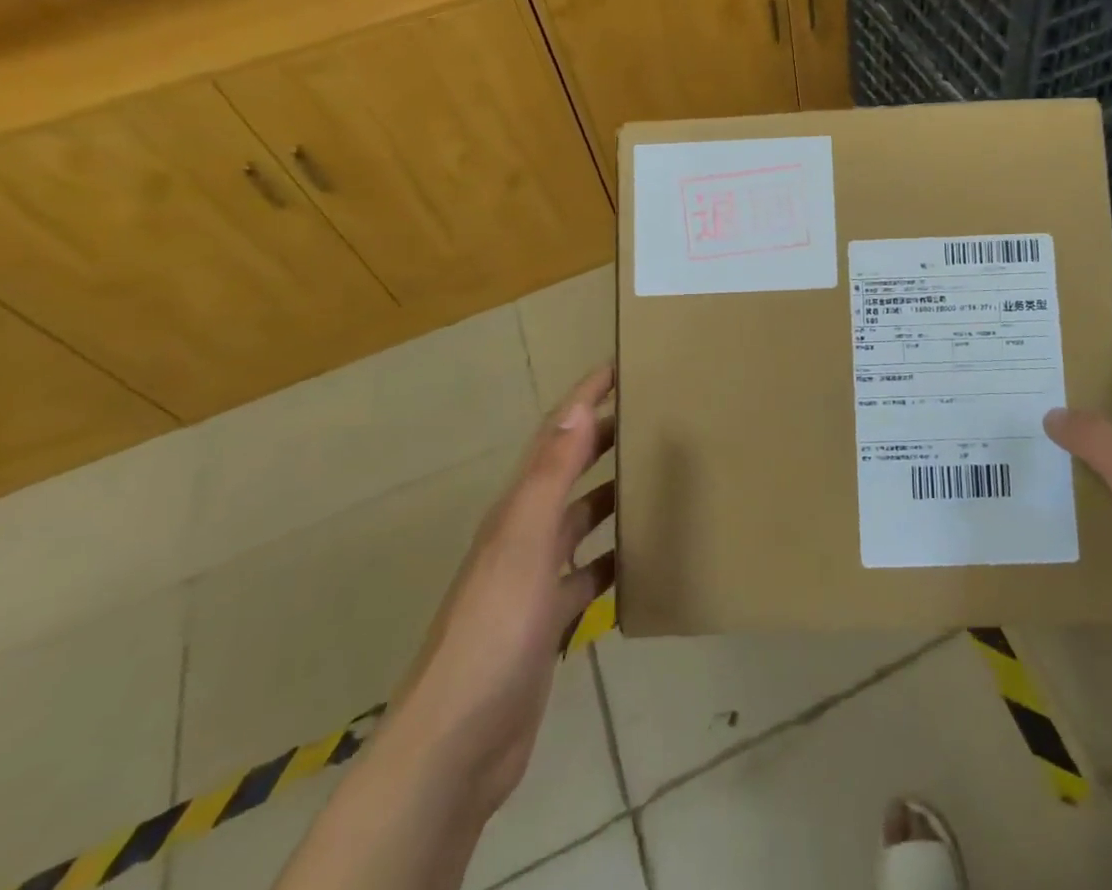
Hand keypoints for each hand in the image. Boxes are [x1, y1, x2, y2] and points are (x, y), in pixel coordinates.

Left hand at [385, 364, 616, 816]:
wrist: (458, 744)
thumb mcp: (524, 544)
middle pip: (567, 473)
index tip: (617, 366)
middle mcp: (523, 536)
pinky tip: (640, 562)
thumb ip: (550, 477)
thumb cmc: (494, 631)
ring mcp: (533, 582)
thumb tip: (576, 409)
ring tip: (653, 479)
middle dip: (601, 439)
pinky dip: (611, 562)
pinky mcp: (546, 623)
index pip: (553, 437)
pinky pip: (586, 577)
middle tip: (648, 415)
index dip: (582, 398)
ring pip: (579, 523)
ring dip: (610, 496)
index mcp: (517, 510)